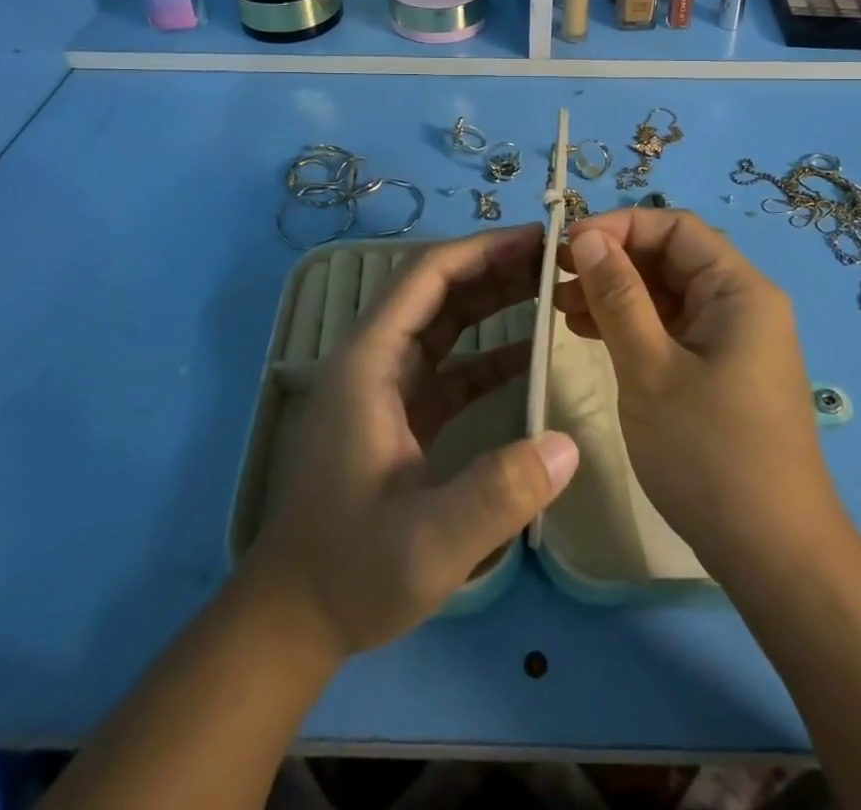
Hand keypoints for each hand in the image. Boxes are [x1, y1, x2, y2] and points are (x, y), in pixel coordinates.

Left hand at [249, 226, 579, 657]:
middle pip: (437, 288)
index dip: (482, 249)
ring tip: (551, 289)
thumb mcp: (429, 542)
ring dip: (494, 301)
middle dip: (495, 267)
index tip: (538, 240)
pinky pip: (449, 365)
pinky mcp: (399, 413)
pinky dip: (488, 353)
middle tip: (557, 260)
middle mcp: (374, 359)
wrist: (292, 620)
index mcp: (369, 362)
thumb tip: (568, 444)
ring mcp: (385, 386)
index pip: (428, 276)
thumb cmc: (350, 572)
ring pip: (444, 321)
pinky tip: (532, 357)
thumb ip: (498, 493)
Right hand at [556, 210, 843, 585]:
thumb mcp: (651, 369)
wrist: (775, 556)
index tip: (568, 246)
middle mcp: (742, 304)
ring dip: (616, 293)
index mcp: (739, 290)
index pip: (675, 228)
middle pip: (671, 258)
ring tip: (561, 306)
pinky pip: (672, 329)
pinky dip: (632, 325)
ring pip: (667, 294)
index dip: (619, 227)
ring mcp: (733, 340)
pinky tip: (590, 333)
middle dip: (613, 262)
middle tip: (557, 279)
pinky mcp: (721, 371)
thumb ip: (618, 297)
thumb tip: (589, 237)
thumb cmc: (710, 454)